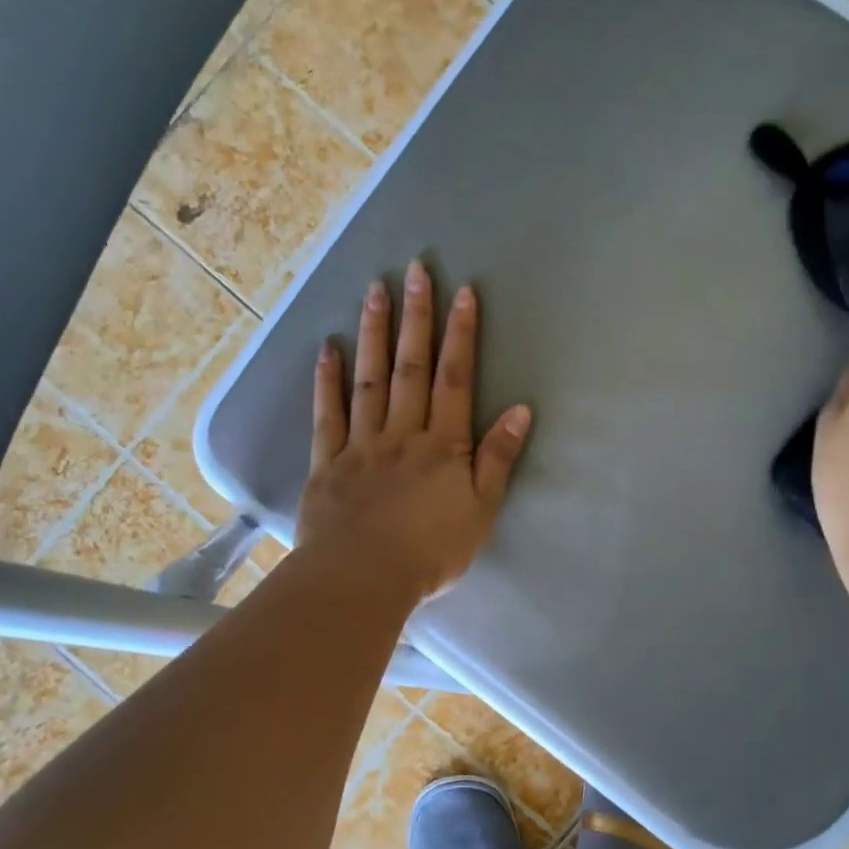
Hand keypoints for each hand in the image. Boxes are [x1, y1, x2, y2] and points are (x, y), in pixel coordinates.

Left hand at [296, 260, 532, 602]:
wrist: (362, 579)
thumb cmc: (431, 551)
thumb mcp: (481, 510)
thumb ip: (498, 459)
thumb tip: (521, 410)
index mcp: (443, 444)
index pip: (455, 379)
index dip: (461, 335)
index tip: (462, 293)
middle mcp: (402, 432)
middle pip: (411, 367)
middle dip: (417, 317)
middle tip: (415, 269)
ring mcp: (361, 444)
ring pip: (369, 379)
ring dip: (374, 333)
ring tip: (375, 290)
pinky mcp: (328, 462)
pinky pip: (327, 414)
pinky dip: (327, 380)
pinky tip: (328, 349)